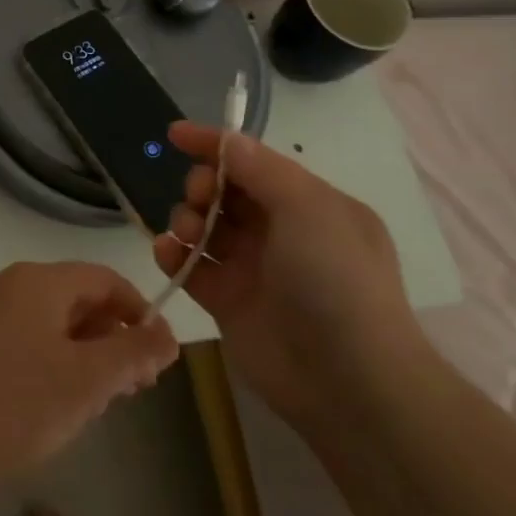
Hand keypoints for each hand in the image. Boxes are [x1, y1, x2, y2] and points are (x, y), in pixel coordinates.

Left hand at [0, 262, 179, 499]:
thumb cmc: (16, 404)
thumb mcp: (87, 381)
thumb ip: (133, 353)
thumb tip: (167, 334)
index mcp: (39, 281)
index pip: (104, 279)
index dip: (139, 312)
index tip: (159, 358)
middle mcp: (10, 284)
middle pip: (78, 299)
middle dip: (113, 338)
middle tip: (135, 387)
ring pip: (52, 322)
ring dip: (85, 354)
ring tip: (101, 400)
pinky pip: (26, 339)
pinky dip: (53, 361)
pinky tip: (56, 402)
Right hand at [153, 121, 426, 419]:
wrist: (349, 381)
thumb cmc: (335, 279)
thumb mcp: (308, 208)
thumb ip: (261, 169)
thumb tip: (227, 140)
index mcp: (310, 205)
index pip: (255, 162)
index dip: (215, 145)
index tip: (175, 134)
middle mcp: (282, 233)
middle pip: (226, 193)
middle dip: (204, 185)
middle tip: (200, 196)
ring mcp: (253, 269)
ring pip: (205, 227)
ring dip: (187, 218)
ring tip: (186, 232)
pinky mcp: (228, 303)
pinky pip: (191, 267)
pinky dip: (174, 255)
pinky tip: (166, 252)